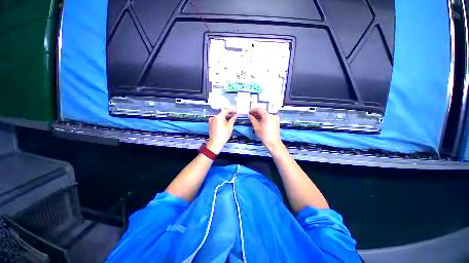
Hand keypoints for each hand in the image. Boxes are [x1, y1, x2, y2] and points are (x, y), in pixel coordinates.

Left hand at [207, 109, 236, 153]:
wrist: (216, 142)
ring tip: (231, 118)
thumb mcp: (230, 126)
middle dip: (229, 113)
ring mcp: (212, 120)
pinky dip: (222, 119)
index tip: (235, 111)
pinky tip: (226, 122)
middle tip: (234, 115)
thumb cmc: (223, 135)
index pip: (226, 110)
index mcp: (218, 117)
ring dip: (225, 116)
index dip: (232, 110)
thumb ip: (233, 119)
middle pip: (222, 113)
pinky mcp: (211, 124)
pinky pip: (217, 119)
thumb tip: (235, 116)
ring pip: (220, 116)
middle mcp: (214, 117)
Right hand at [248, 108, 283, 151]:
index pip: (259, 109)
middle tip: (251, 115)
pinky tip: (260, 121)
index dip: (253, 110)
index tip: (249, 112)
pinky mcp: (276, 122)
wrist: (273, 142)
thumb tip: (249, 115)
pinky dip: (264, 118)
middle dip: (256, 113)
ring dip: (260, 115)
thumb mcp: (256, 126)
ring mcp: (275, 118)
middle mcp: (272, 115)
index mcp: (267, 115)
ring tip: (254, 118)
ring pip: (266, 114)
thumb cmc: (263, 134)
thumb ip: (252, 119)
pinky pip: (269, 117)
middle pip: (263, 111)